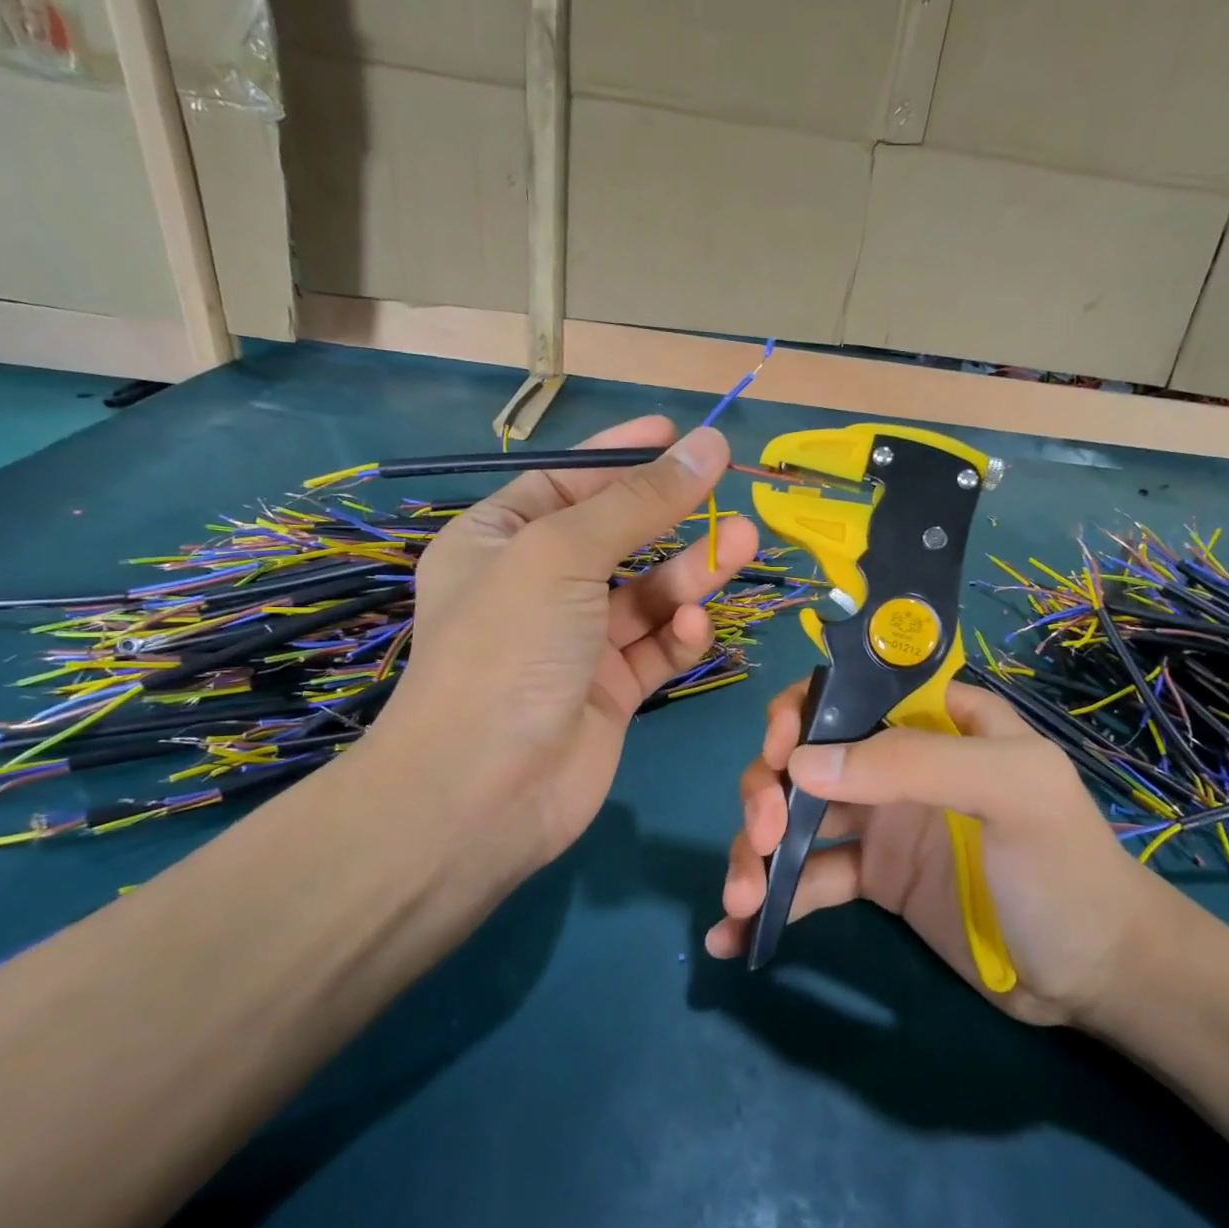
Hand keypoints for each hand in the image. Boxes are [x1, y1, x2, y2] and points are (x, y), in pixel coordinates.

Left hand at [357, 415, 758, 883]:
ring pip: (648, 594)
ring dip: (693, 573)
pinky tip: (693, 628)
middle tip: (729, 496)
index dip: (623, 456)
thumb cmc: (508, 648)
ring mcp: (576, 643)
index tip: (679, 435)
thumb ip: (640, 501)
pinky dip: (678, 635)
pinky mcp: (611, 690)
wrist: (484, 792)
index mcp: (499, 541)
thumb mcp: (563, 553)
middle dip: (673, 517)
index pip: (568, 482)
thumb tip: (706, 444)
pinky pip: (655, 648)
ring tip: (744, 544)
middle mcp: (536, 588)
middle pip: (619, 537)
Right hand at [706, 679, 1179, 1027]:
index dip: (800, 714)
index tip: (779, 756)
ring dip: (757, 850)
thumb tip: (801, 763)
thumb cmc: (1065, 867)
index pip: (850, 693)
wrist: (1096, 975)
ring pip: (795, 817)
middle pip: (806, 756)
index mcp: (934, 722)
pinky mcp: (872, 879)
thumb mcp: (1012, 793)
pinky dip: (771, 899)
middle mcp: (897, 763)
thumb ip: (915, 763)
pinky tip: (736, 933)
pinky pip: (808, 878)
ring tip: (741, 899)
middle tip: (764, 835)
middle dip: (767, 789)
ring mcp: (880, 822)